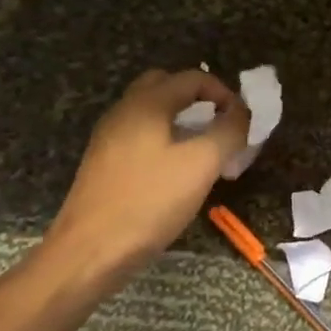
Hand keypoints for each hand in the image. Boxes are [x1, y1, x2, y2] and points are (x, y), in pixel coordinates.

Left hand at [42, 69, 250, 278]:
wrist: (88, 253)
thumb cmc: (149, 202)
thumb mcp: (202, 164)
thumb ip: (228, 131)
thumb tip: (242, 113)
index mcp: (146, 103)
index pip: (192, 77)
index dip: (224, 93)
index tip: (242, 121)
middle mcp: (123, 112)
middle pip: (166, 87)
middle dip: (199, 101)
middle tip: (220, 127)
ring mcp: (109, 138)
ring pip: (152, 113)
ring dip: (182, 122)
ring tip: (205, 152)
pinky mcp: (104, 164)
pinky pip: (141, 137)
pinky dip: (165, 141)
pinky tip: (178, 173)